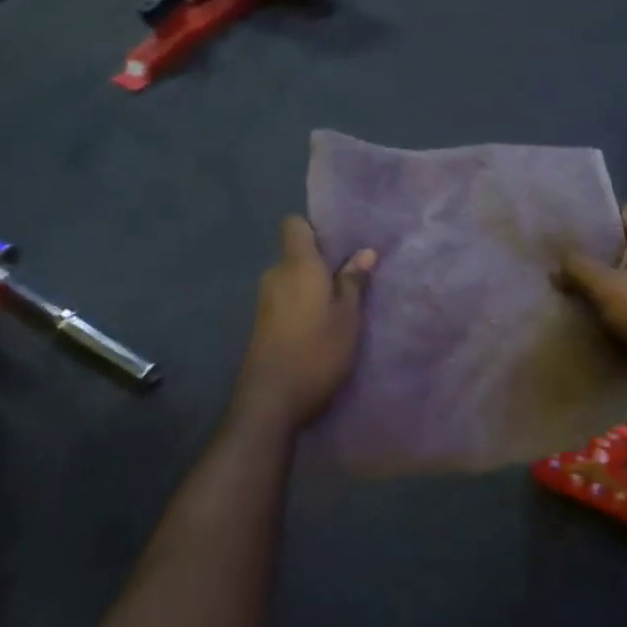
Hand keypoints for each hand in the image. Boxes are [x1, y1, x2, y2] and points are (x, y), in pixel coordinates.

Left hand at [233, 217, 375, 435]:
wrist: (270, 401)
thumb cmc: (316, 352)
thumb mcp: (348, 317)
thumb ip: (354, 282)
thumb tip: (365, 251)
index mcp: (297, 265)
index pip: (294, 225)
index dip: (315, 229)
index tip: (339, 244)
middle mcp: (276, 275)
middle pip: (296, 254)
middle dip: (320, 263)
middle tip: (352, 279)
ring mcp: (265, 301)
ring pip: (292, 280)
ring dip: (312, 288)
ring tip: (340, 307)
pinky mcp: (262, 325)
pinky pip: (286, 300)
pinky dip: (302, 306)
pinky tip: (320, 327)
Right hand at [557, 205, 626, 368]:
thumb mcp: (605, 287)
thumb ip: (578, 269)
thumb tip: (556, 265)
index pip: (626, 212)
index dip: (602, 217)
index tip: (576, 230)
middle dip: (600, 254)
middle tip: (569, 262)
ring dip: (609, 282)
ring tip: (579, 289)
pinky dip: (622, 305)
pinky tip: (600, 316)